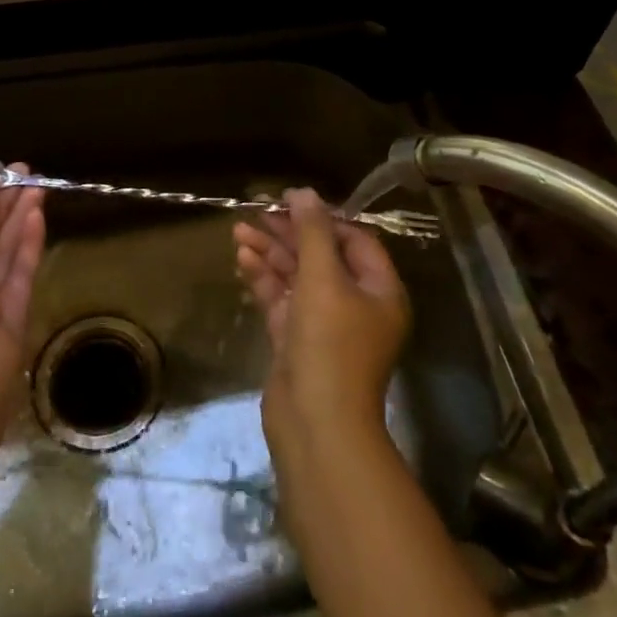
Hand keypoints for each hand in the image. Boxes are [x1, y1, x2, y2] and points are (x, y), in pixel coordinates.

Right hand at [233, 188, 409, 454]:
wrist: (315, 423)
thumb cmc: (330, 344)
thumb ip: (313, 232)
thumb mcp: (323, 279)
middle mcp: (356, 304)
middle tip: (257, 210)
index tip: (289, 200)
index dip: (322, 217)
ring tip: (237, 230)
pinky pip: (282, 300)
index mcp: (379, 290)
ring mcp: (324, 325)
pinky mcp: (297, 341)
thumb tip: (304, 192)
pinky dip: (264, 279)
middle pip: (322, 256)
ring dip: (270, 253)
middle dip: (289, 233)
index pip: (354, 240)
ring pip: (297, 278)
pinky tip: (241, 258)